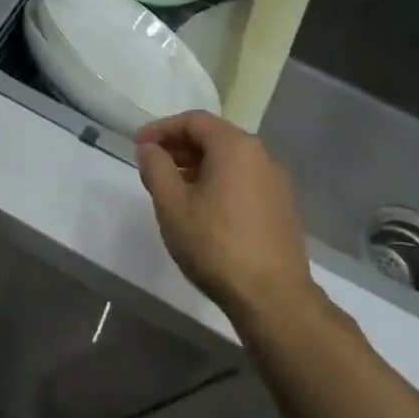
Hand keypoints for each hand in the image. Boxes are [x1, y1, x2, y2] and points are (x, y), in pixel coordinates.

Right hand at [135, 110, 317, 325]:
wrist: (272, 297)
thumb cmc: (214, 244)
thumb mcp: (171, 204)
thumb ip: (156, 168)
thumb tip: (149, 148)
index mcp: (235, 147)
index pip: (194, 121)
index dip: (162, 128)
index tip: (138, 145)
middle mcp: (261, 156)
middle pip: (214, 137)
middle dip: (179, 146)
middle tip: (151, 165)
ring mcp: (275, 183)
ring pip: (229, 160)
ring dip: (196, 165)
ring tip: (170, 188)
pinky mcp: (280, 207)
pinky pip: (242, 180)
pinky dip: (216, 181)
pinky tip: (200, 208)